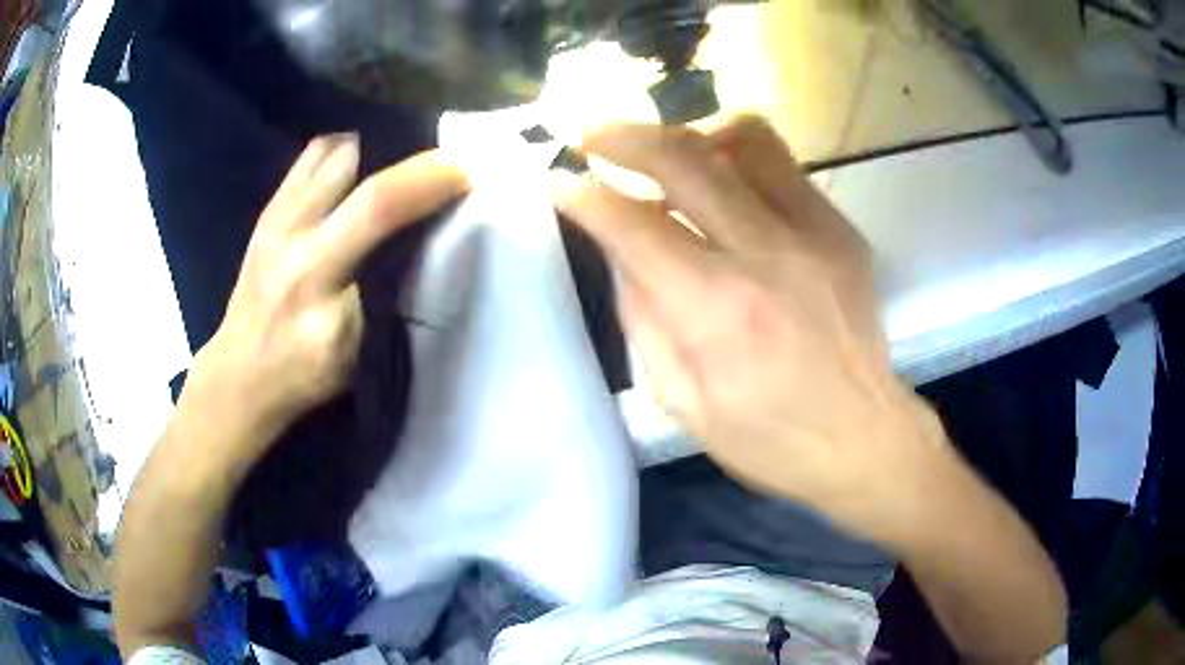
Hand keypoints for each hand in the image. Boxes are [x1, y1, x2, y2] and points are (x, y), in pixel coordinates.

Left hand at [196, 134, 466, 456]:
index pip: (377, 207)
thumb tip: (423, 240)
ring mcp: (276, 216)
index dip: (426, 180)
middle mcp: (293, 234)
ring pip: (333, 151)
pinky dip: (344, 151)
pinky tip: (358, 171)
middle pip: (356, 165)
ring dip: (375, 151)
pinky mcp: (268, 210)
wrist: (239, 373)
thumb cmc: (303, 373)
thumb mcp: (355, 352)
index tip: (465, 173)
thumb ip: (385, 294)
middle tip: (439, 169)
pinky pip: (311, 156)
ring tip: (399, 168)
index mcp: (317, 278)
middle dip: (409, 158)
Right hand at [558, 117, 950, 540]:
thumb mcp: (682, 400)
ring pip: (743, 138)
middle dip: (624, 137)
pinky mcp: (840, 228)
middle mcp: (768, 255)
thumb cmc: (768, 438)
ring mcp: (814, 232)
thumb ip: (644, 315)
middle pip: (685, 159)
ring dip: (687, 133)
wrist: (862, 437)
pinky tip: (719, 181)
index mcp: (720, 313)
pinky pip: (780, 163)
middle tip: (590, 137)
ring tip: (661, 151)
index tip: (559, 182)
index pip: (636, 227)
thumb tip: (621, 248)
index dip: (587, 197)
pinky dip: (735, 157)